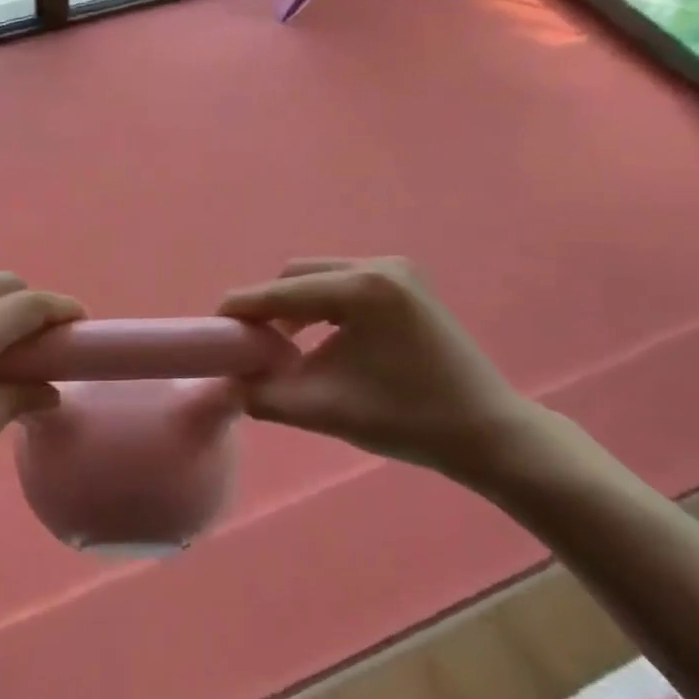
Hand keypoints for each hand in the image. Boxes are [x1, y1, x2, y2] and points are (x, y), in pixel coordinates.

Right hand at [218, 257, 543, 481]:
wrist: (488, 432)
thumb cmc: (409, 420)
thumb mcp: (324, 409)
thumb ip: (264, 395)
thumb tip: (228, 384)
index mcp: (361, 289)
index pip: (280, 292)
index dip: (240, 310)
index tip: (210, 331)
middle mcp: (378, 265)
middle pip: (298, 276)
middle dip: (268, 308)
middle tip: (249, 346)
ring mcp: (397, 271)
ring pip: (320, 279)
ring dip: (294, 308)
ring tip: (280, 348)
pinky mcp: (407, 285)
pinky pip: (344, 286)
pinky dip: (321, 308)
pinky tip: (317, 341)